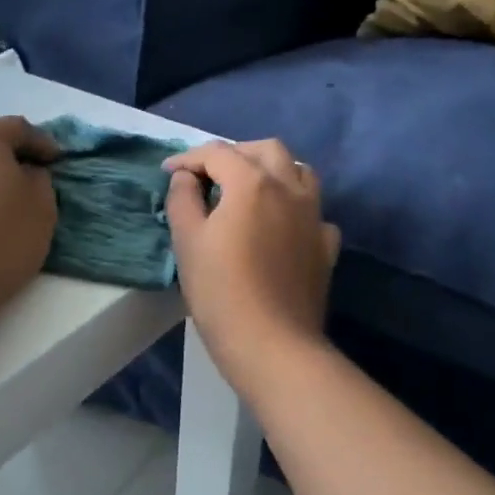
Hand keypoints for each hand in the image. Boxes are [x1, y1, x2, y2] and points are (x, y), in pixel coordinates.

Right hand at [164, 140, 341, 394]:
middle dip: (235, 154)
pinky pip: (313, 212)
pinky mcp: (326, 245)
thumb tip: (185, 178)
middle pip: (266, 150)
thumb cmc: (221, 292)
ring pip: (299, 172)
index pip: (218, 153)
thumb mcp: (187, 242)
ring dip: (273, 171)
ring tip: (249, 190)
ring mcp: (314, 216)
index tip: (168, 173)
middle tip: (210, 175)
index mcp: (252, 183)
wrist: (273, 344)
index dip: (188, 158)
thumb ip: (182, 199)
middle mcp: (289, 188)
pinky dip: (294, 208)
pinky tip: (280, 227)